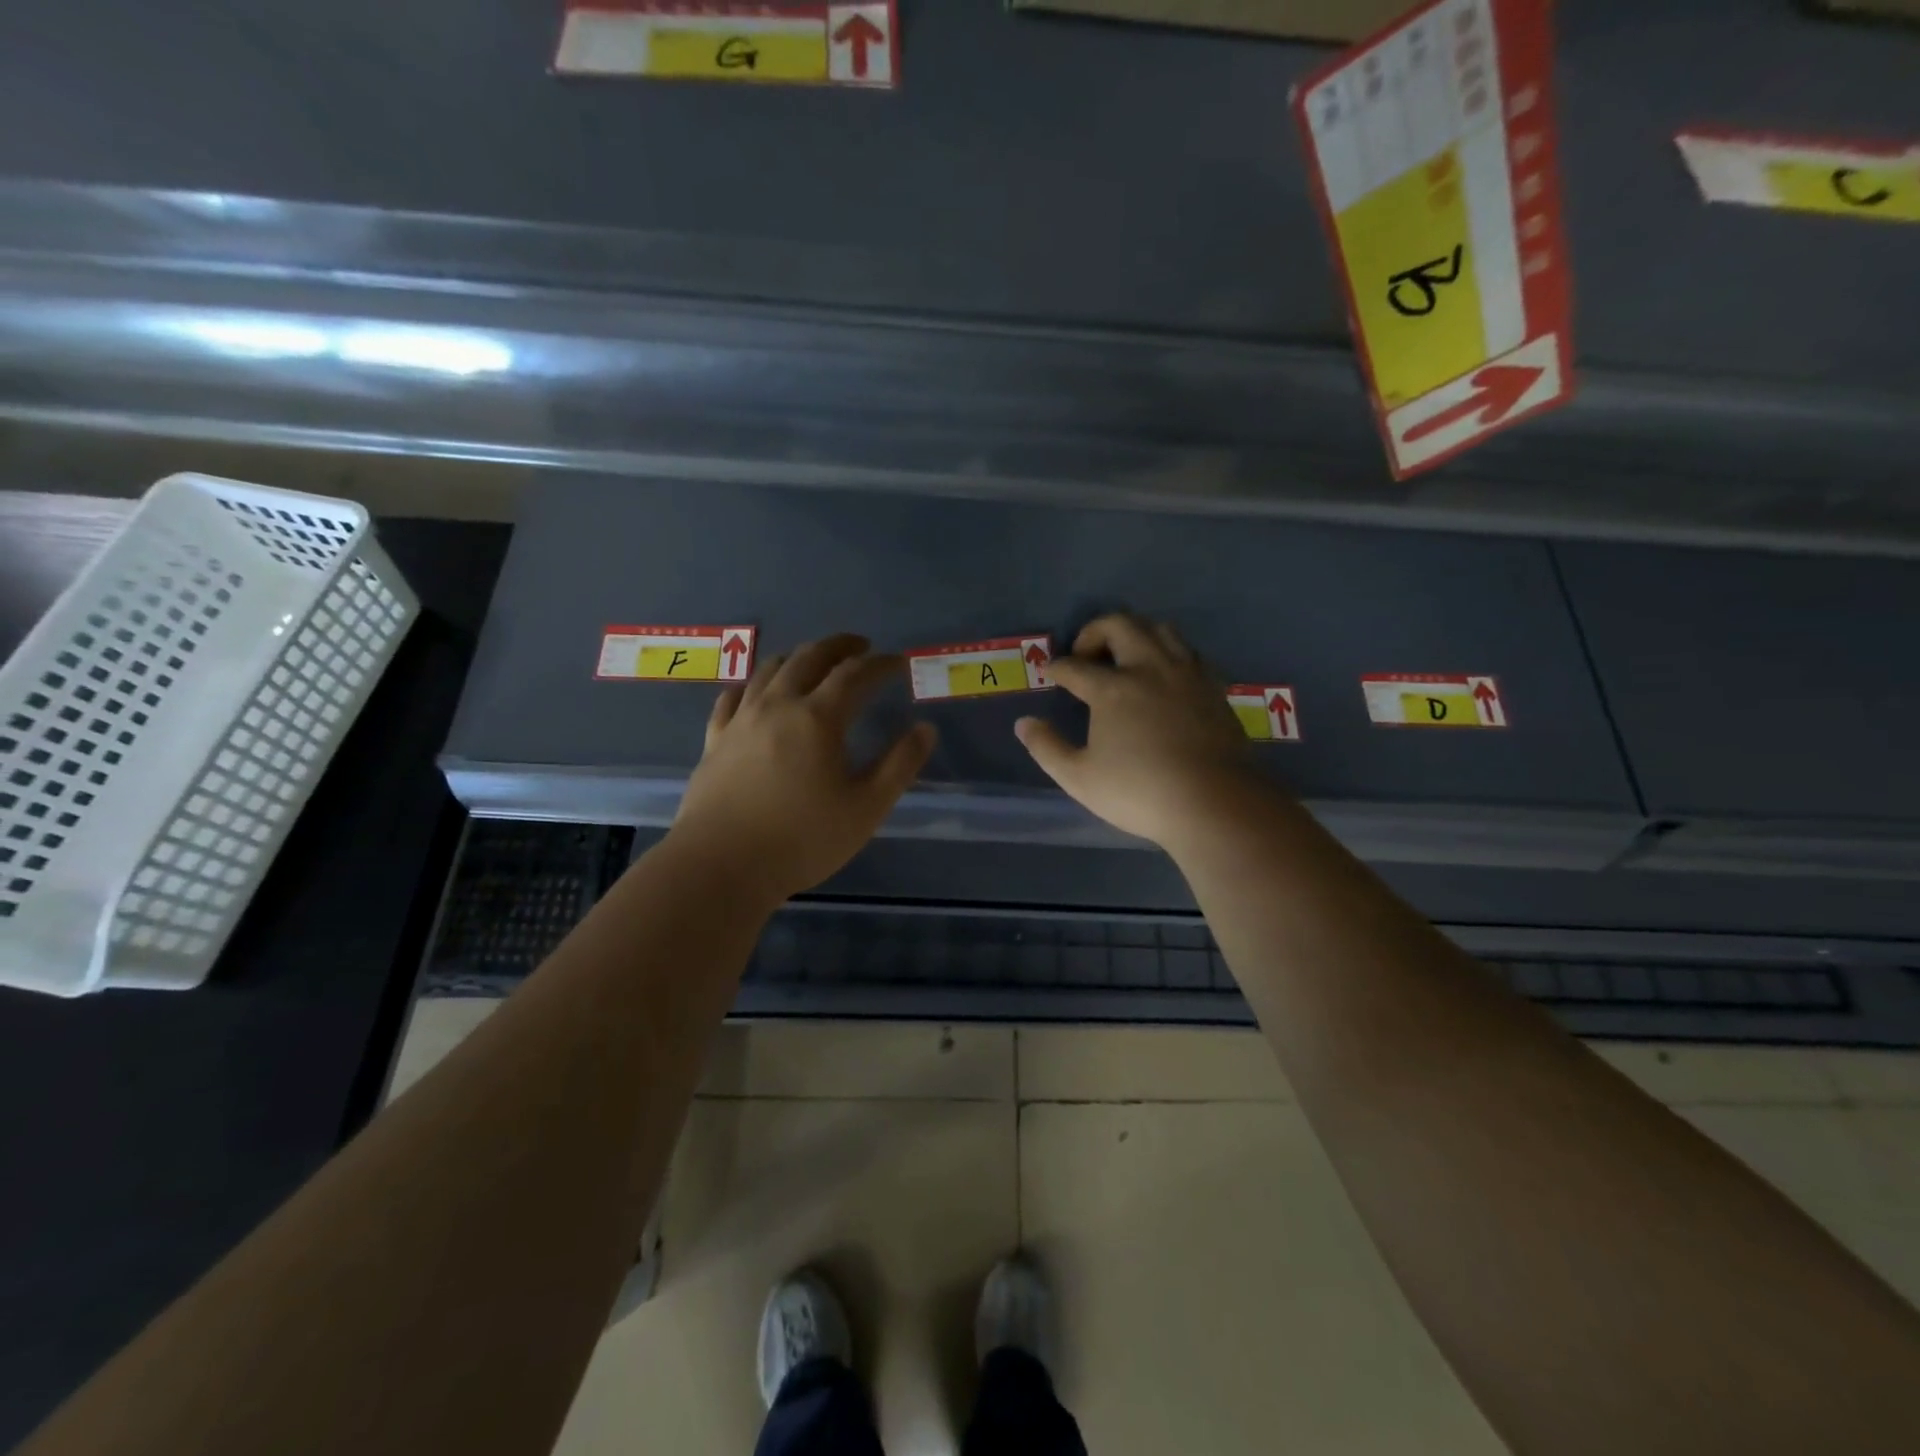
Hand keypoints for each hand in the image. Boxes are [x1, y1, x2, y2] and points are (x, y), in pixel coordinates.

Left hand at [672, 634, 936, 906]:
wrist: (721, 866)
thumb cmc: (802, 839)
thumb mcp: (866, 808)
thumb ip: (899, 765)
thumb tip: (925, 729)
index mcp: (818, 718)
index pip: (855, 674)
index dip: (880, 664)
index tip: (898, 662)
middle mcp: (778, 706)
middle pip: (809, 658)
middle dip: (839, 646)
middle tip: (859, 646)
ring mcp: (741, 720)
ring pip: (769, 670)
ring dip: (797, 657)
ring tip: (813, 662)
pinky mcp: (715, 741)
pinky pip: (732, 697)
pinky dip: (752, 685)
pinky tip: (755, 691)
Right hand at [1014, 613, 1264, 849]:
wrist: (1216, 803)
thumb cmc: (1141, 792)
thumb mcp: (1079, 778)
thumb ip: (1047, 747)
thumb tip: (1024, 723)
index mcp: (1112, 688)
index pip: (1075, 666)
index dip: (1057, 667)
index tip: (1051, 673)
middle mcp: (1149, 668)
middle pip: (1119, 625)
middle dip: (1094, 632)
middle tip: (1084, 655)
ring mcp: (1186, 673)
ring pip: (1158, 629)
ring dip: (1134, 633)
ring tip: (1124, 656)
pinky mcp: (1213, 686)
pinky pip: (1187, 651)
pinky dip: (1167, 652)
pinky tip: (1163, 675)